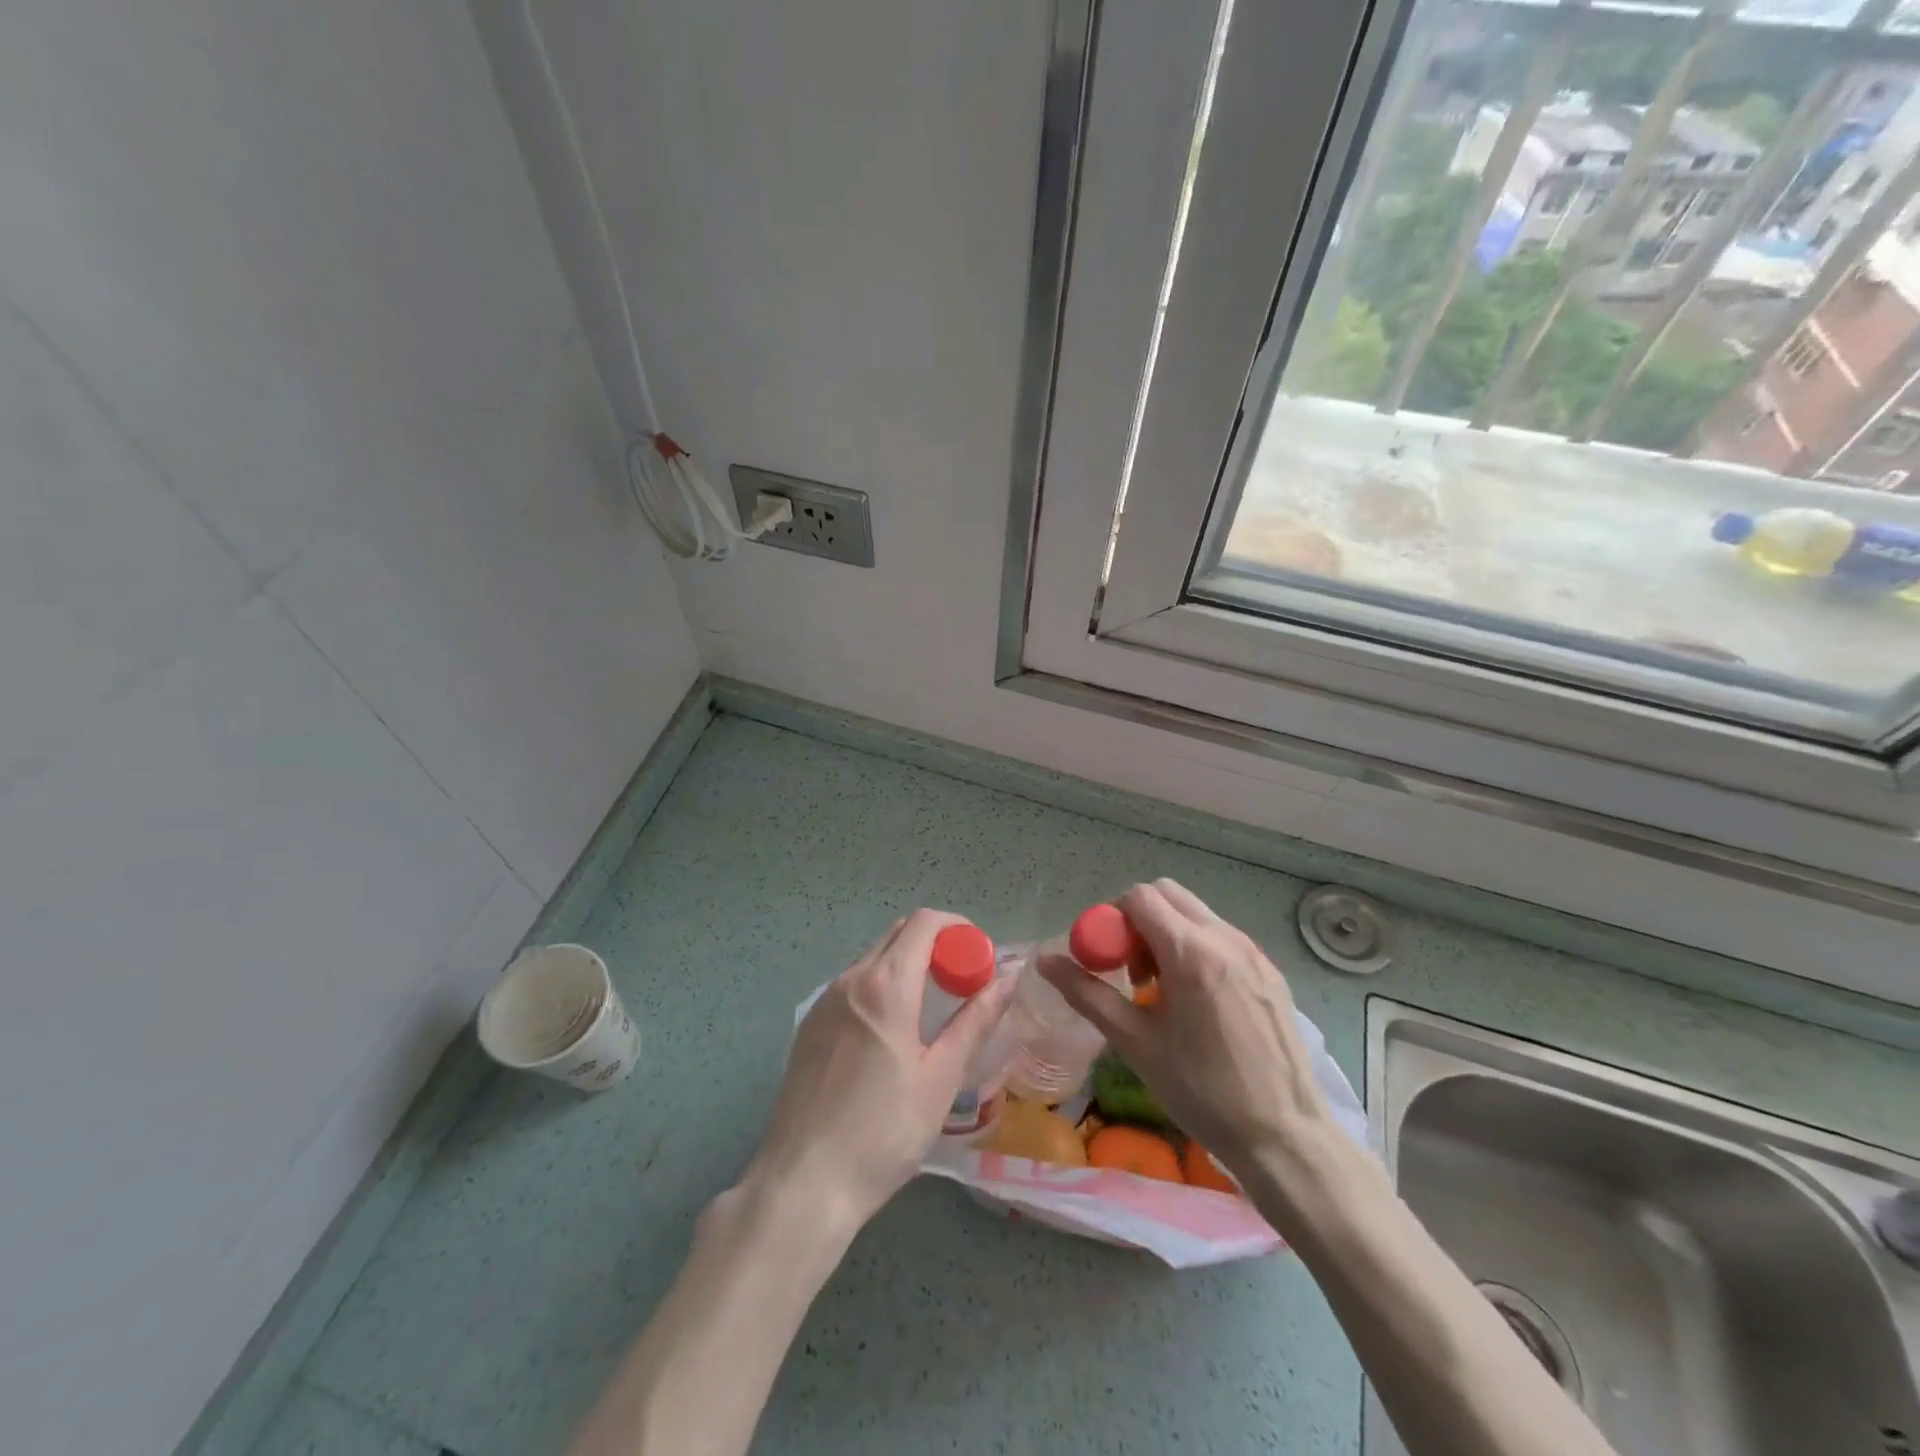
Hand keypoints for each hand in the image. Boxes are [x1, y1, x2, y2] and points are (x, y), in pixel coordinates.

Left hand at [745, 909, 1016, 1232]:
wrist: (804, 1183)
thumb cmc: (884, 1131)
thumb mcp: (941, 1077)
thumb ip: (976, 1020)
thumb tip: (1009, 979)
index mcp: (885, 984)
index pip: (924, 922)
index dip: (958, 928)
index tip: (980, 957)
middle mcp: (850, 978)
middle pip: (898, 934)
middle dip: (936, 945)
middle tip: (963, 982)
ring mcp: (824, 1001)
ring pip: (873, 958)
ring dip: (907, 965)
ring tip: (932, 1008)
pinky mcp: (809, 1025)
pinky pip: (852, 985)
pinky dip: (880, 986)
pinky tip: (892, 1032)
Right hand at [1039, 878, 1333, 1178]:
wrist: (1284, 1135)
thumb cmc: (1202, 1091)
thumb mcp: (1135, 1042)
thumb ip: (1087, 994)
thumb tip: (1045, 961)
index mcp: (1190, 952)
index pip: (1139, 897)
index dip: (1112, 919)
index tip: (1107, 960)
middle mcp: (1224, 938)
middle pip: (1167, 894)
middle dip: (1138, 919)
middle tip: (1131, 969)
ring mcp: (1253, 951)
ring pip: (1196, 913)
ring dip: (1167, 932)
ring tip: (1162, 989)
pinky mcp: (1270, 970)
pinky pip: (1221, 936)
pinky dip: (1196, 947)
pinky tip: (1197, 1001)